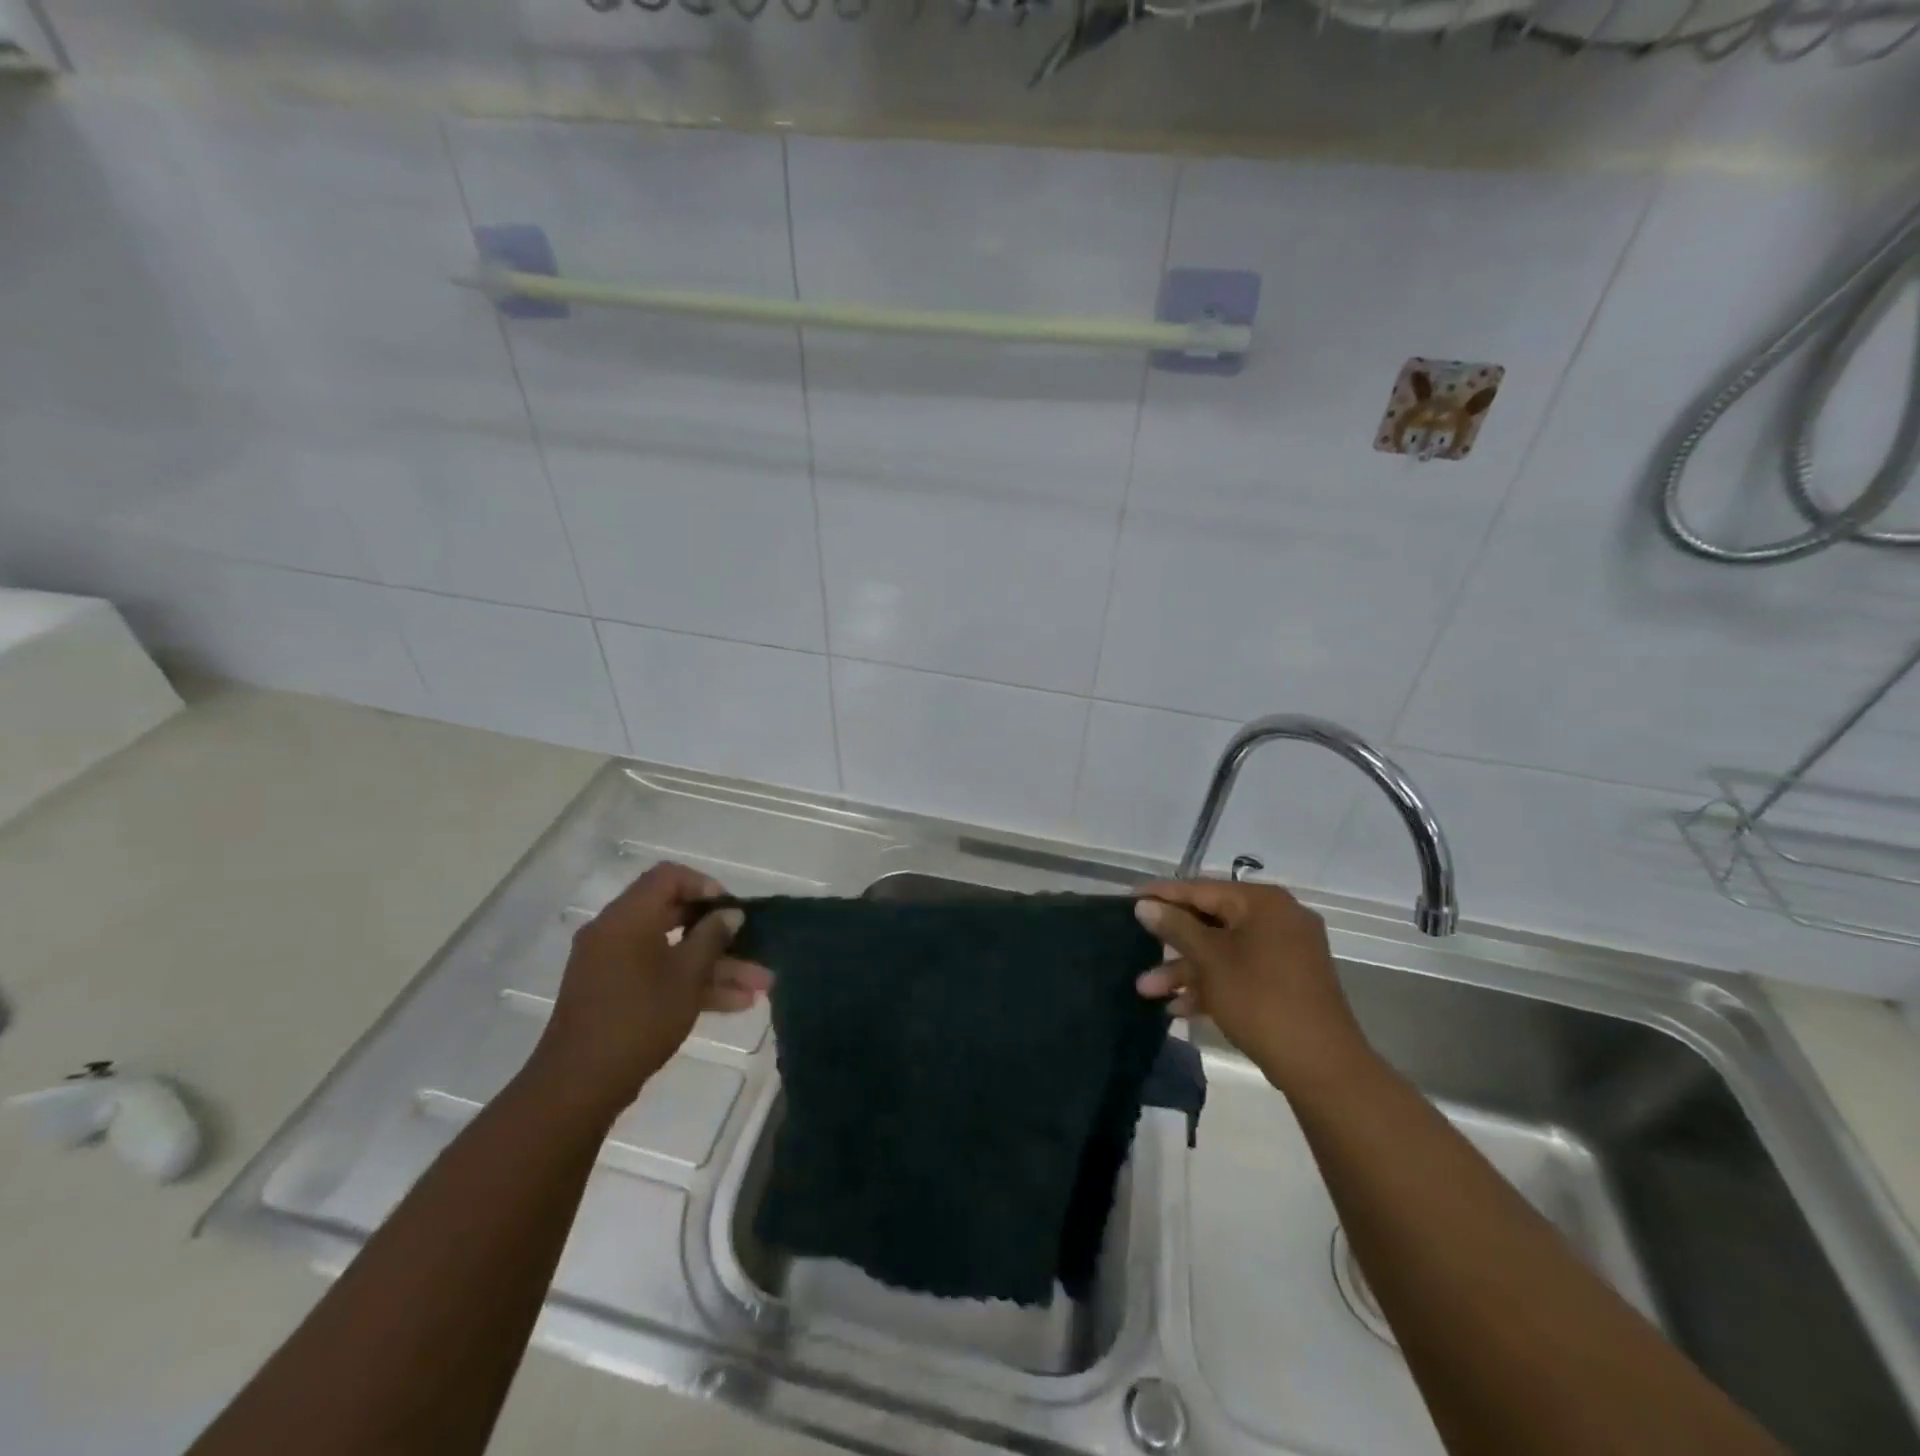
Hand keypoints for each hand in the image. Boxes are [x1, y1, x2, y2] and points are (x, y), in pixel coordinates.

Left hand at [526, 862, 769, 1120]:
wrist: (578, 1086)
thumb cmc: (638, 1019)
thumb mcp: (687, 977)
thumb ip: (712, 938)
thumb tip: (730, 914)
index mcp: (627, 917)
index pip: (668, 877)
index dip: (705, 886)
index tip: (731, 911)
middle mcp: (615, 932)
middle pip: (673, 915)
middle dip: (719, 934)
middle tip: (753, 947)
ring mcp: (611, 963)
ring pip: (671, 950)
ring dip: (714, 965)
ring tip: (758, 986)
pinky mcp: (612, 992)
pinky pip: (657, 973)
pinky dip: (690, 982)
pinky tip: (733, 1003)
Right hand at [1134, 879, 1375, 1096]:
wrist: (1321, 1065)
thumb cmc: (1260, 1000)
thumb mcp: (1211, 960)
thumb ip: (1176, 927)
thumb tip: (1145, 905)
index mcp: (1263, 903)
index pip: (1202, 889)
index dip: (1163, 895)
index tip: (1129, 899)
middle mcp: (1277, 919)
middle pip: (1211, 921)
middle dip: (1172, 943)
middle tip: (1136, 947)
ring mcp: (1284, 951)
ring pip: (1223, 951)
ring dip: (1186, 970)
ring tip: (1146, 990)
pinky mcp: (1285, 981)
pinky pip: (1240, 970)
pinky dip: (1212, 984)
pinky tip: (1178, 1008)